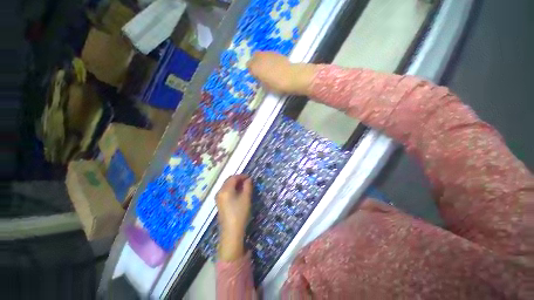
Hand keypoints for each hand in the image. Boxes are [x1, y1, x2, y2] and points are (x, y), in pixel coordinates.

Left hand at [216, 174, 252, 260]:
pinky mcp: (219, 203)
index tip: (250, 177)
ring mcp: (218, 198)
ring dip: (235, 184)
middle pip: (228, 181)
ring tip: (244, 186)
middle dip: (238, 179)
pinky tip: (238, 193)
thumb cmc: (240, 213)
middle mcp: (219, 192)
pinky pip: (225, 191)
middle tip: (247, 181)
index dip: (242, 176)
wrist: (231, 232)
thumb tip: (249, 179)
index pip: (233, 177)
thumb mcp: (246, 198)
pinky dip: (232, 189)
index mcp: (225, 190)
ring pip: (227, 186)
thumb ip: (248, 186)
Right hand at [248, 52, 316, 94]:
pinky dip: (269, 59)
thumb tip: (260, 77)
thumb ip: (261, 80)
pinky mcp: (276, 53)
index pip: (249, 66)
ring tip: (268, 68)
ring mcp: (268, 54)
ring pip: (261, 54)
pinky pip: (269, 55)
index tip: (256, 76)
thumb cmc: (277, 85)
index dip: (252, 71)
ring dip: (262, 60)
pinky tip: (274, 65)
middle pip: (254, 57)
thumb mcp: (266, 86)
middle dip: (255, 62)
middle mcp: (259, 58)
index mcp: (255, 67)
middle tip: (260, 70)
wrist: (291, 77)